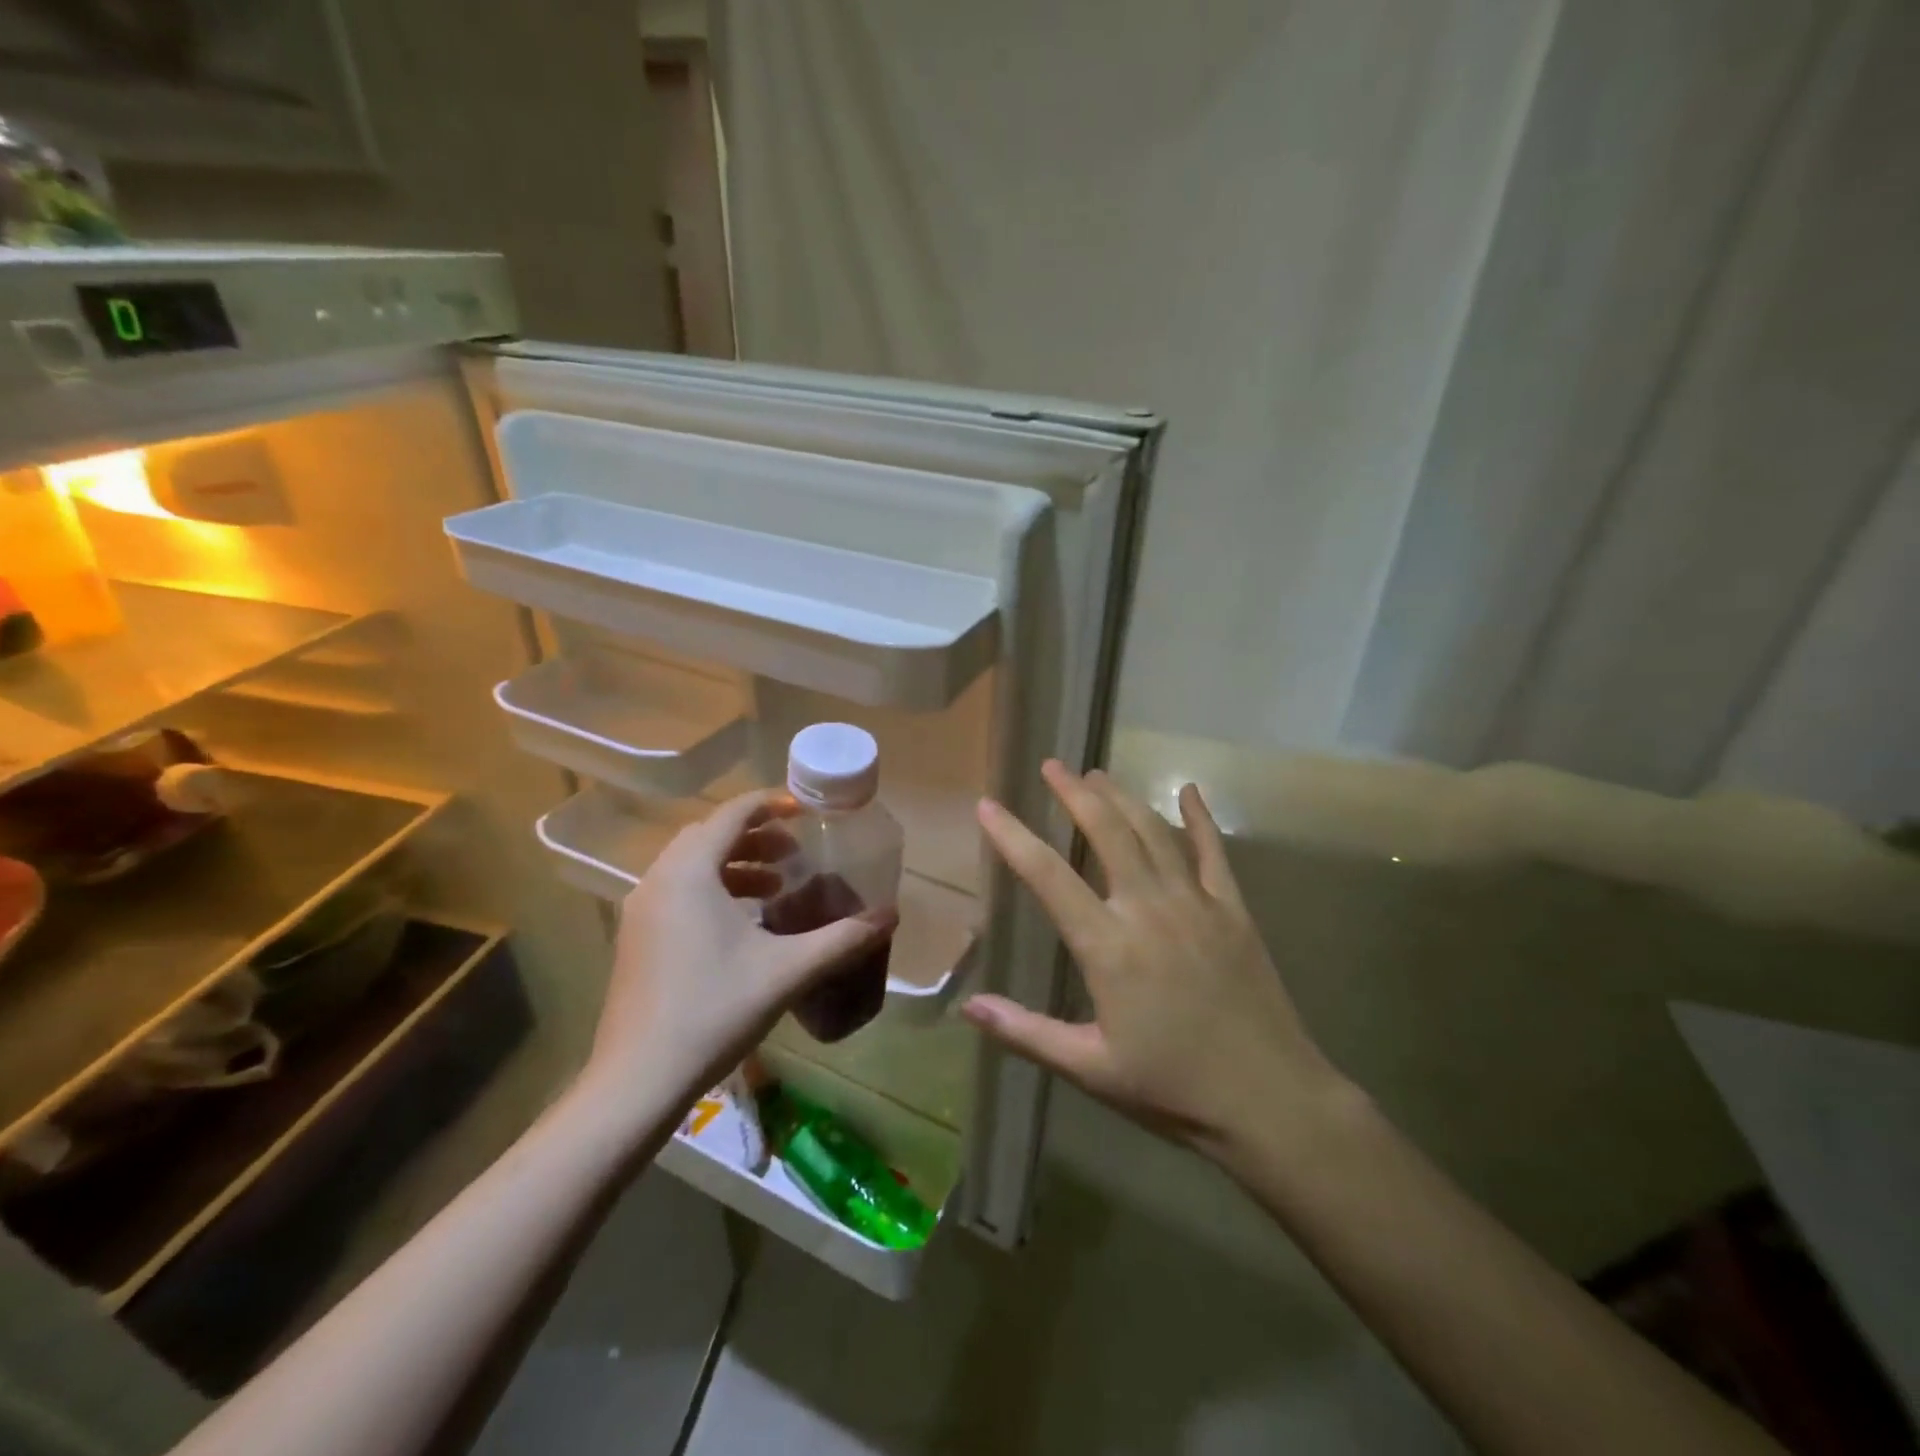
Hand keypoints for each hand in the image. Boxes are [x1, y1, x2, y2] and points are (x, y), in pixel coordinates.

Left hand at [582, 791, 892, 1113]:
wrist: (638, 1081)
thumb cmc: (714, 1010)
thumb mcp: (788, 971)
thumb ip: (842, 939)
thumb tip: (889, 917)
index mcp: (690, 872)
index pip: (732, 814)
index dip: (771, 803)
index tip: (806, 811)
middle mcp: (658, 881)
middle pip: (709, 835)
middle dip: (755, 837)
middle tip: (794, 854)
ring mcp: (641, 912)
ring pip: (691, 865)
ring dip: (735, 865)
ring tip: (776, 888)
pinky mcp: (637, 940)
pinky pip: (678, 892)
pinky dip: (713, 890)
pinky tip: (743, 926)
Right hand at [962, 762, 1350, 1164]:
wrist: (1270, 1101)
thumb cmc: (1173, 1089)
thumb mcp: (1090, 1069)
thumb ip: (1026, 1032)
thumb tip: (969, 1007)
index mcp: (1107, 947)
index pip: (1047, 876)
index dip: (1013, 837)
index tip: (988, 805)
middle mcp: (1148, 909)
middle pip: (1106, 832)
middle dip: (1074, 794)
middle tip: (1052, 766)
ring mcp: (1195, 903)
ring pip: (1152, 832)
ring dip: (1122, 797)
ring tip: (1097, 774)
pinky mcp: (1232, 910)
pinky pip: (1213, 851)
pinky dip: (1199, 817)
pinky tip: (1188, 790)